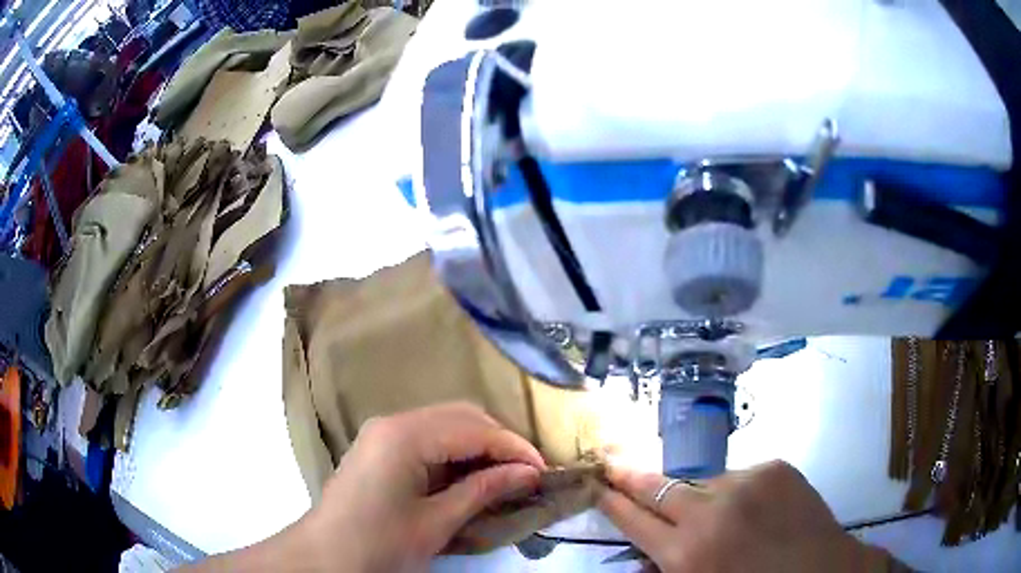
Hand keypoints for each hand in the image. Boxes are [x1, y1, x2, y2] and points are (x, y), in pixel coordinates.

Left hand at [303, 402, 545, 570]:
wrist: (325, 557)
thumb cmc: (379, 543)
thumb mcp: (437, 522)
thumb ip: (484, 490)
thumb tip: (529, 473)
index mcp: (405, 435)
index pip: (475, 429)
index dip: (514, 448)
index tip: (543, 473)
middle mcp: (394, 421)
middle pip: (461, 416)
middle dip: (498, 441)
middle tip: (525, 474)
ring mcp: (383, 432)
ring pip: (445, 424)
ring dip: (478, 446)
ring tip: (504, 476)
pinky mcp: (380, 447)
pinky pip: (428, 438)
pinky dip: (456, 453)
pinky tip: (470, 476)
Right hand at [599, 461, 893, 571]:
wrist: (823, 572)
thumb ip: (667, 570)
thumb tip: (644, 553)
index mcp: (687, 553)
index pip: (634, 519)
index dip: (613, 501)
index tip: (598, 483)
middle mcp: (711, 511)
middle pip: (658, 487)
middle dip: (633, 478)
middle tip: (616, 464)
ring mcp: (746, 482)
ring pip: (702, 482)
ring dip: (698, 496)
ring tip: (719, 517)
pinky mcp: (775, 467)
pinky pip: (740, 476)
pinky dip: (736, 493)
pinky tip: (754, 512)